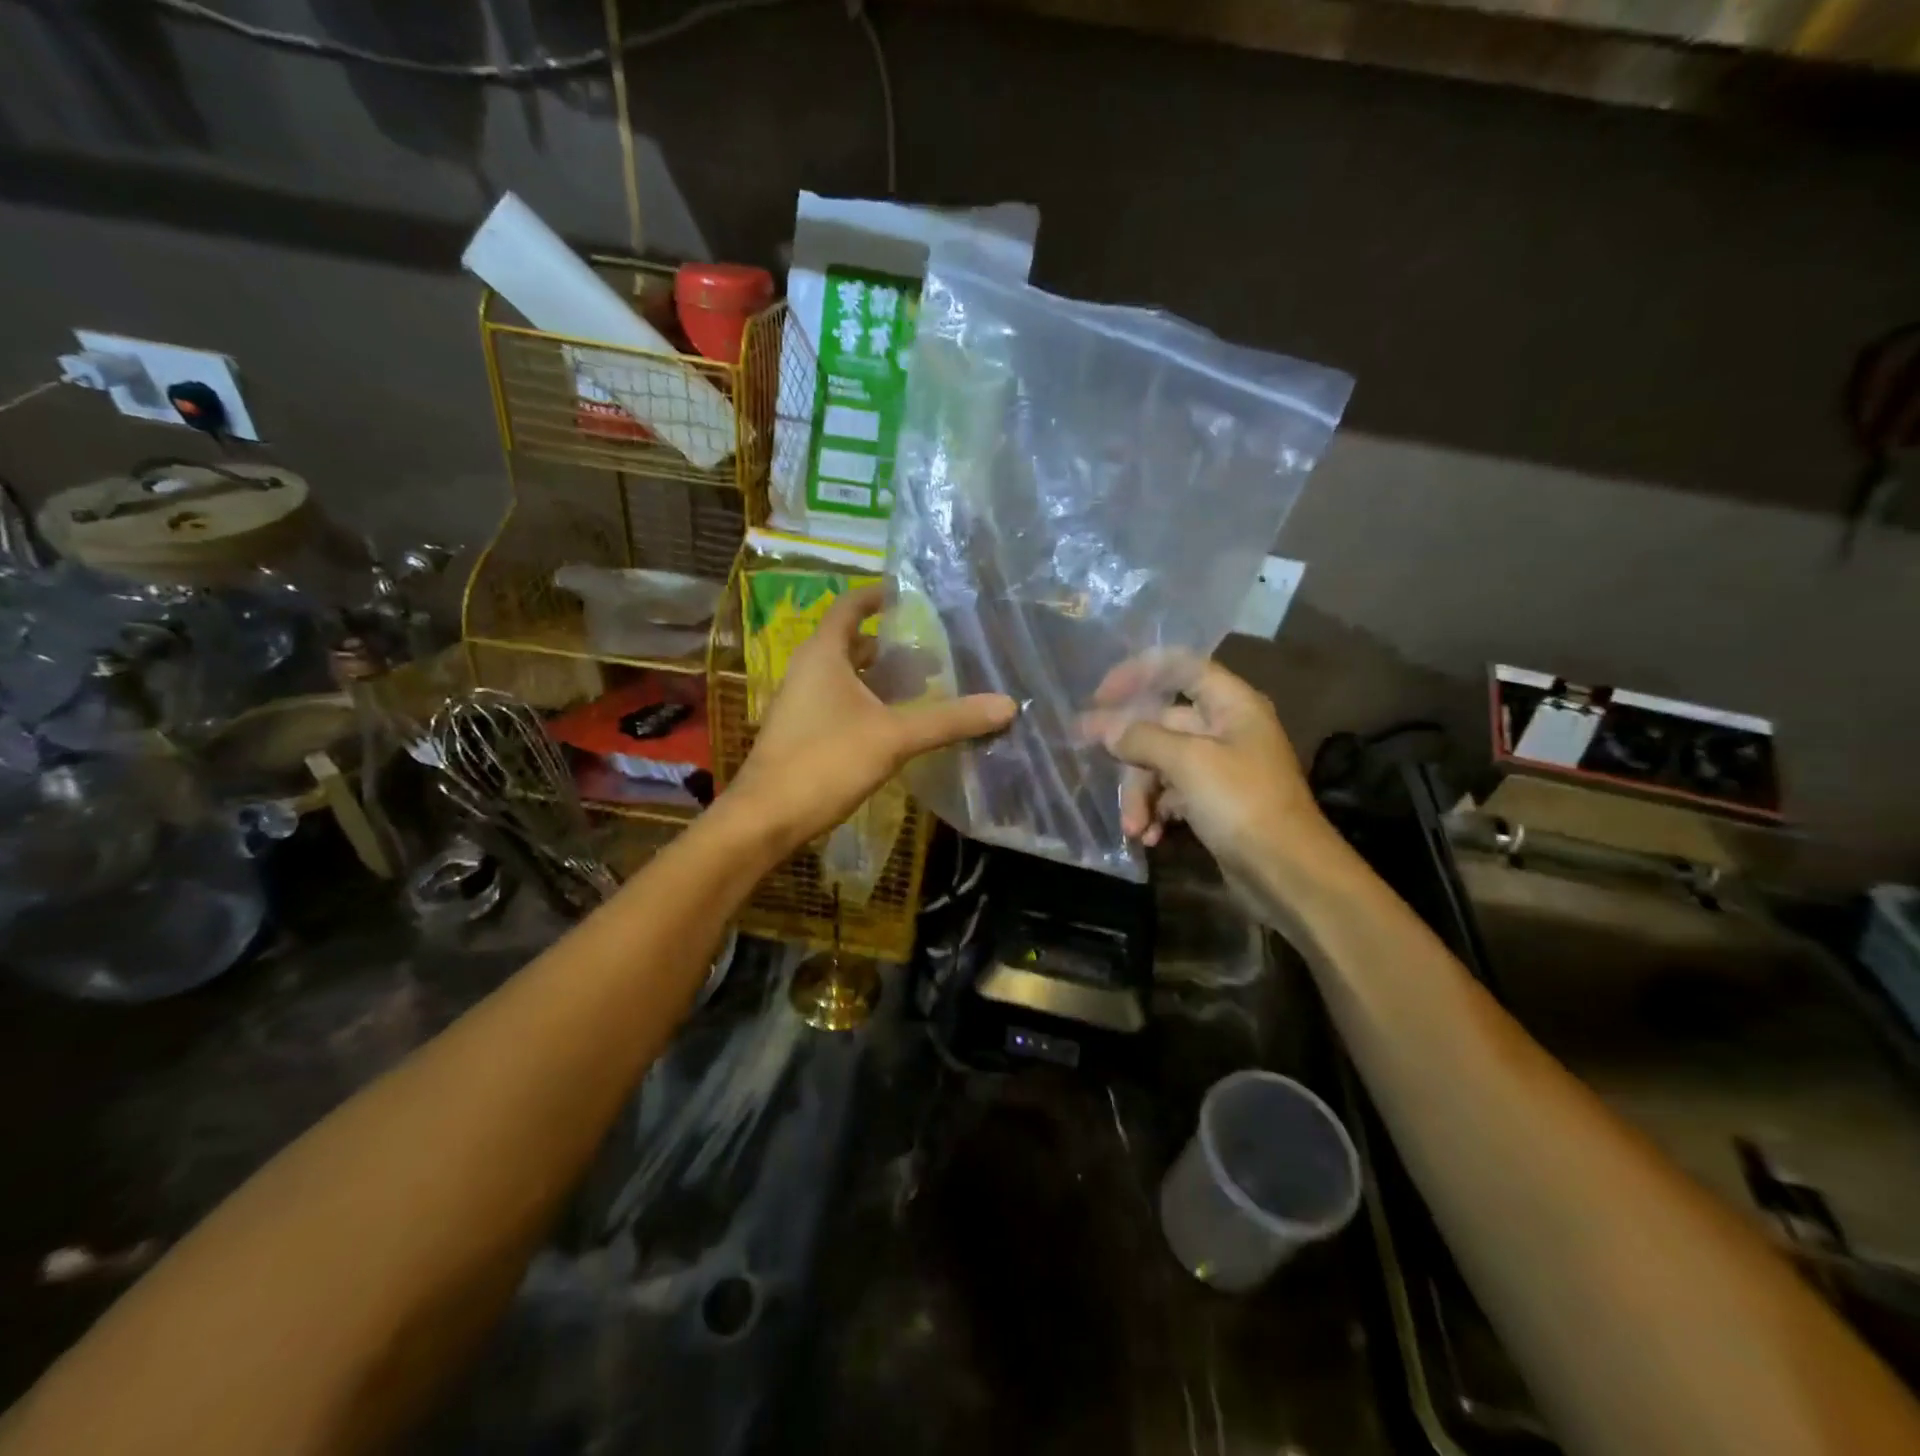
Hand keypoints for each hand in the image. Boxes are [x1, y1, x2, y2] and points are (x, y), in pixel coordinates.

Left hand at [726, 584, 1016, 853]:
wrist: (766, 818)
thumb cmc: (826, 762)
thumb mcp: (894, 737)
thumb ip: (949, 719)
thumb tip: (1007, 705)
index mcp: (823, 655)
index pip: (849, 606)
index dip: (878, 596)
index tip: (909, 595)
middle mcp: (807, 670)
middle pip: (850, 643)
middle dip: (889, 646)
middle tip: (933, 654)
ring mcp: (800, 703)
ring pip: (845, 676)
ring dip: (880, 677)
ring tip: (921, 687)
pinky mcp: (801, 732)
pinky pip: (839, 703)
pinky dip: (867, 702)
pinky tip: (894, 725)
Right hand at [1090, 653, 1331, 881]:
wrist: (1287, 872)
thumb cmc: (1242, 804)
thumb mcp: (1189, 763)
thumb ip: (1142, 738)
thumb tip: (1105, 728)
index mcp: (1231, 705)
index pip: (1180, 667)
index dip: (1139, 673)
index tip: (1101, 697)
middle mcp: (1226, 729)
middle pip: (1162, 724)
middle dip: (1131, 753)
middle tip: (1094, 762)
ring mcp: (1220, 768)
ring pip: (1162, 764)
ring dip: (1141, 794)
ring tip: (1133, 827)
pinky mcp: (1214, 802)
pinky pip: (1173, 794)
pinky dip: (1157, 812)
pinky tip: (1150, 836)